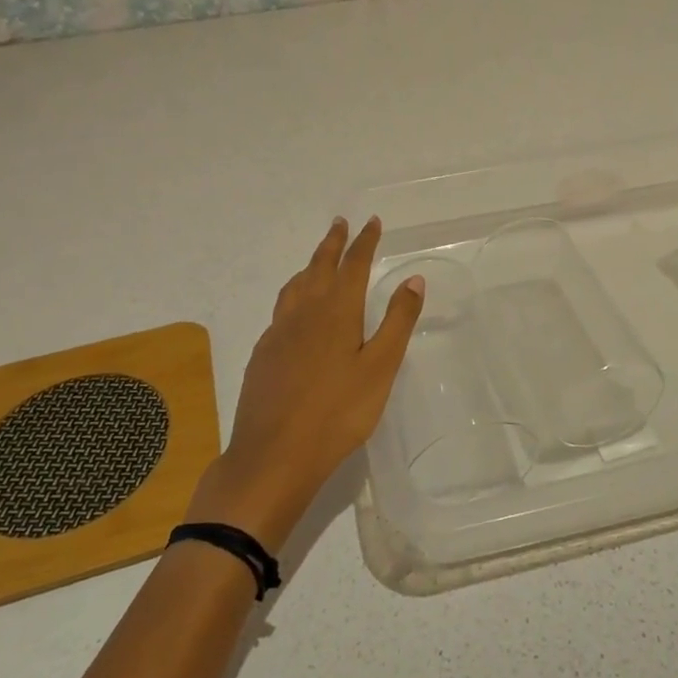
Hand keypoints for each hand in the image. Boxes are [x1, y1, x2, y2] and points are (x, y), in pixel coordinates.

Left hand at [187, 217, 424, 549]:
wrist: (274, 455)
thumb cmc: (338, 412)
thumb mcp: (380, 368)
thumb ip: (398, 321)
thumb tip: (413, 279)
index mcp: (336, 311)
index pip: (353, 265)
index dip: (364, 242)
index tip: (371, 222)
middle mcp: (304, 313)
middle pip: (319, 267)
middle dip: (333, 244)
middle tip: (340, 223)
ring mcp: (278, 333)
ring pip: (295, 286)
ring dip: (310, 265)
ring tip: (318, 259)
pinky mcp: (263, 355)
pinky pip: (281, 309)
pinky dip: (294, 294)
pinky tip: (295, 311)